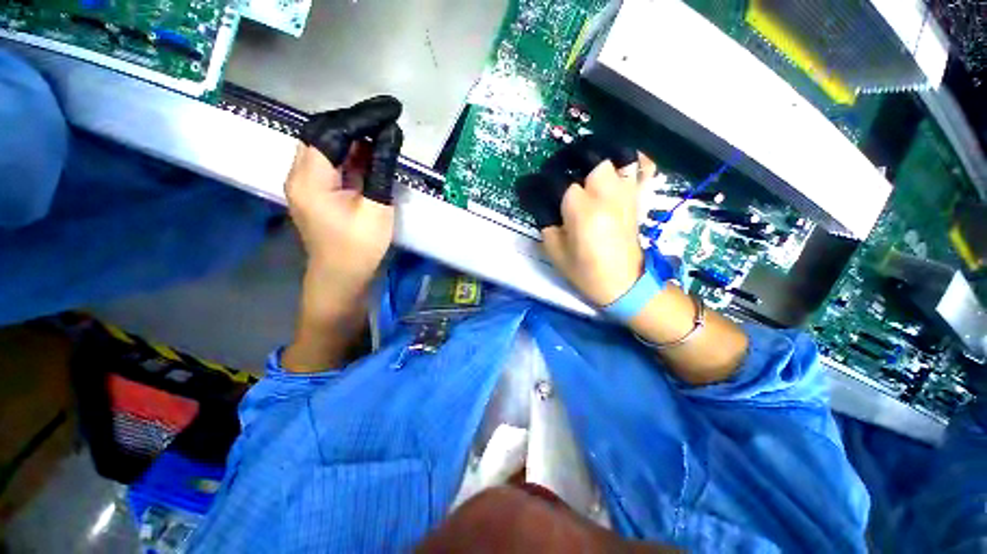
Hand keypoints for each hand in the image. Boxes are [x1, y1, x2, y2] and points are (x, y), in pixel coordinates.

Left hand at [287, 96, 403, 302]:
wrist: (341, 276)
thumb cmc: (360, 247)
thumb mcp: (376, 207)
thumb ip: (380, 167)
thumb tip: (391, 133)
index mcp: (310, 179)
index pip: (332, 131)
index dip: (362, 117)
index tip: (391, 109)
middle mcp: (298, 174)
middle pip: (322, 132)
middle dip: (356, 122)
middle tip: (386, 120)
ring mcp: (303, 182)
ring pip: (325, 145)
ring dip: (353, 137)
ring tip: (382, 133)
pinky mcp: (313, 190)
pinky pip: (329, 161)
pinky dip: (350, 153)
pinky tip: (369, 153)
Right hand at [517, 137, 655, 305]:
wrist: (623, 283)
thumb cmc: (585, 271)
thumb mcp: (554, 250)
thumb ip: (545, 220)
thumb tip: (539, 199)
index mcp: (581, 210)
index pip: (555, 181)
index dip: (537, 182)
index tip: (527, 186)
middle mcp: (606, 193)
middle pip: (589, 155)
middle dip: (567, 157)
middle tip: (556, 169)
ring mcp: (626, 193)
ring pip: (617, 153)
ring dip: (595, 153)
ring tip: (581, 164)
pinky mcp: (638, 198)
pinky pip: (644, 166)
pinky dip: (633, 158)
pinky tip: (617, 164)